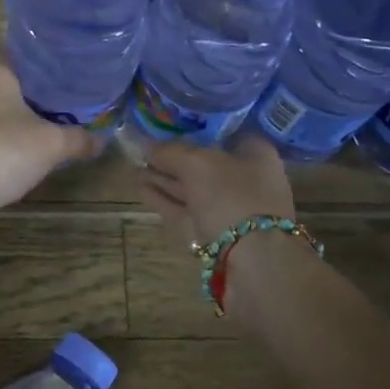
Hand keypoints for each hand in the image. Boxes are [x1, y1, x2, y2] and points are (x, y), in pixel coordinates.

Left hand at [0, 37, 103, 226]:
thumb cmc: (2, 149)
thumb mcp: (50, 144)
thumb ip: (77, 140)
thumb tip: (100, 140)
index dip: (12, 39)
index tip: (37, 47)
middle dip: (15, 79)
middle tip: (47, 85)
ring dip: (3, 109)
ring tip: (35, 116)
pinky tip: (13, 147)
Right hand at [137, 132, 295, 245]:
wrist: (253, 264)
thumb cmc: (232, 197)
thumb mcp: (197, 163)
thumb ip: (170, 151)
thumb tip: (148, 146)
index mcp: (255, 155)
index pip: (224, 134)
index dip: (196, 128)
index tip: (169, 124)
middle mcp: (246, 181)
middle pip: (205, 163)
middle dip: (174, 157)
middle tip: (144, 147)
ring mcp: (229, 211)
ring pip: (192, 189)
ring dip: (164, 179)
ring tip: (134, 166)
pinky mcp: (213, 235)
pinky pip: (184, 211)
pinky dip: (164, 200)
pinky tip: (140, 189)